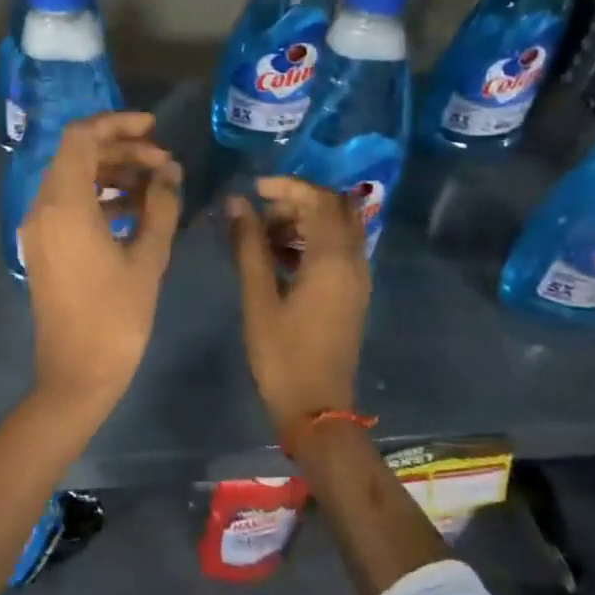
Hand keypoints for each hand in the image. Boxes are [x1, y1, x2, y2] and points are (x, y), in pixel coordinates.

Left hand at [22, 112, 181, 409]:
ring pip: (73, 180)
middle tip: (163, 161)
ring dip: (112, 174)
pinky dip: (99, 198)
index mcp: (64, 204)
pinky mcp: (44, 247)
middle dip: (121, 150)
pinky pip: (69, 206)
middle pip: (77, 155)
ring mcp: (39, 229)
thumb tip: (169, 172)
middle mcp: (42, 208)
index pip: (81, 137)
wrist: (77, 374)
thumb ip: (161, 206)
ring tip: (156, 186)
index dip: (117, 123)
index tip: (154, 128)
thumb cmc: (116, 317)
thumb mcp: (148, 258)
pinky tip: (135, 211)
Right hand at [228, 177, 370, 436]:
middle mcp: (353, 261)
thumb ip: (249, 245)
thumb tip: (236, 202)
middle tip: (260, 213)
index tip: (254, 189)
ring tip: (263, 238)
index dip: (287, 186)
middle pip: (334, 208)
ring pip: (337, 229)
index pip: (319, 199)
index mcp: (333, 259)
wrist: (317, 409)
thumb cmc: (282, 354)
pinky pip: (338, 250)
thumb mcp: (258, 297)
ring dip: (303, 221)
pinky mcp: (352, 293)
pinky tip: (279, 259)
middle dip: (297, 201)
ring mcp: (357, 278)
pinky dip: (312, 242)